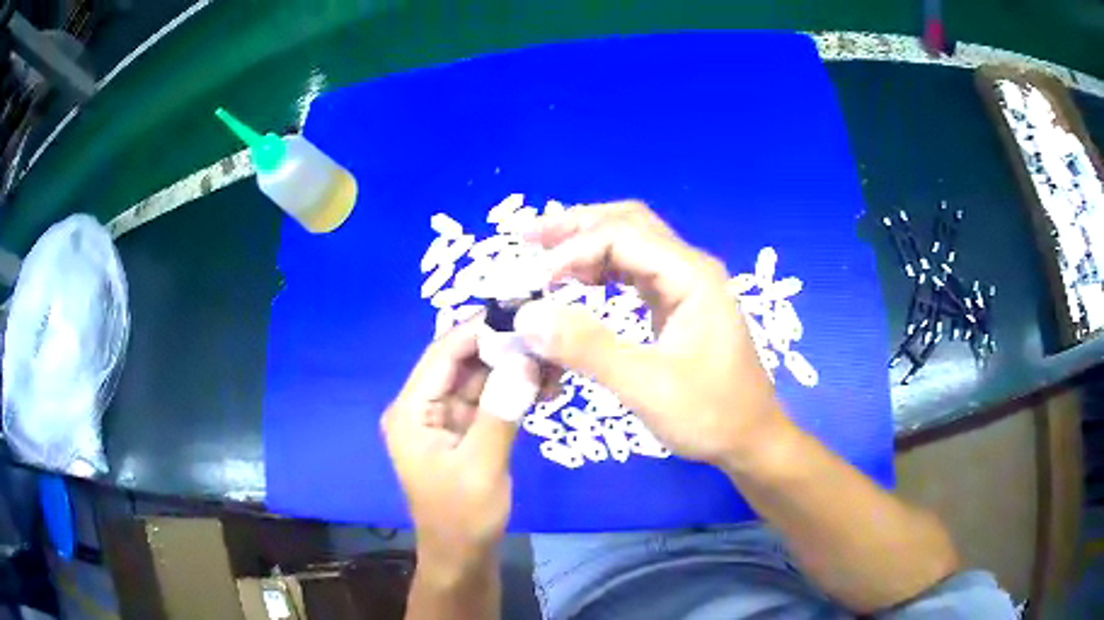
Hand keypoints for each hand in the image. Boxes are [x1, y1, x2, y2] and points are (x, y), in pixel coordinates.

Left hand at [381, 319, 539, 572]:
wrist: (462, 557)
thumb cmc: (463, 517)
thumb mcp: (481, 466)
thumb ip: (500, 411)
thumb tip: (524, 359)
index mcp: (411, 411)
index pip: (443, 354)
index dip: (479, 329)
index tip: (522, 312)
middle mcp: (422, 408)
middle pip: (462, 363)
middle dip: (502, 348)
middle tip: (547, 336)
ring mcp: (443, 420)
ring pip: (478, 380)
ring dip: (512, 369)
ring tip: (553, 361)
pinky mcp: (463, 432)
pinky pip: (488, 401)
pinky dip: (513, 392)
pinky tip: (544, 385)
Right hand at [515, 201, 793, 468]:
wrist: (752, 439)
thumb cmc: (710, 414)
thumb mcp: (647, 387)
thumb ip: (589, 349)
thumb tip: (527, 316)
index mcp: (691, 276)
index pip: (620, 237)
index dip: (571, 252)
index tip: (532, 285)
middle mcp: (690, 268)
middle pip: (628, 223)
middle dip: (576, 227)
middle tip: (527, 238)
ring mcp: (686, 285)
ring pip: (631, 243)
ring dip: (587, 244)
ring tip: (543, 257)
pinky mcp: (679, 305)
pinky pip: (635, 271)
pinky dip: (601, 270)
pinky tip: (578, 283)